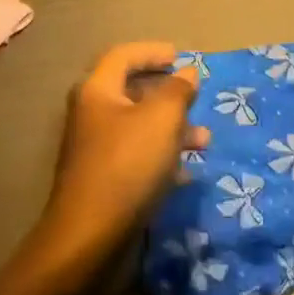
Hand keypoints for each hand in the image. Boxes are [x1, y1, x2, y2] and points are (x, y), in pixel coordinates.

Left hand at [30, 42, 208, 274]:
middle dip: (169, 94)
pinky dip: (163, 159)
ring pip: (140, 128)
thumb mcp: (162, 119)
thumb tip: (187, 73)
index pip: (123, 56)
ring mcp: (97, 152)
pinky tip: (186, 172)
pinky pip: (138, 158)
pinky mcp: (105, 184)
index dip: (152, 52)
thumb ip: (178, 90)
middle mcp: (92, 116)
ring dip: (173, 128)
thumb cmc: (127, 166)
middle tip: (195, 98)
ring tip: (204, 141)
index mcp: (97, 92)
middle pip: (132, 92)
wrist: (90, 242)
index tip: (180, 57)